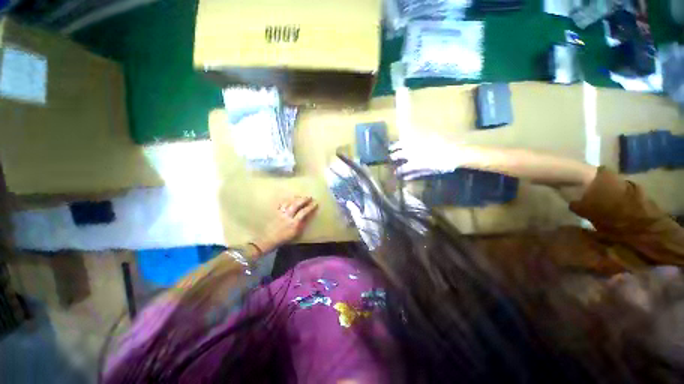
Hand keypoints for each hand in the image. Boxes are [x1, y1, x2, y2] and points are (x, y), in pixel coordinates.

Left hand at [253, 196, 317, 253]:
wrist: (269, 239)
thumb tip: (308, 216)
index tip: (315, 203)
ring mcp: (281, 213)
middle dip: (304, 200)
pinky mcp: (275, 212)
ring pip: (289, 202)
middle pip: (296, 204)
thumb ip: (302, 224)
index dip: (310, 207)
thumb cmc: (284, 238)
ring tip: (301, 197)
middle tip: (309, 197)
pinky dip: (287, 200)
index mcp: (294, 223)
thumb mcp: (296, 233)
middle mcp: (287, 216)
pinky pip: (281, 204)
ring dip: (296, 198)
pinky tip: (290, 199)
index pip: (304, 212)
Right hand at [390, 135, 463, 179]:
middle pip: (399, 154)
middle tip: (390, 157)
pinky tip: (402, 139)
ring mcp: (415, 143)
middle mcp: (412, 152)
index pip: (402, 168)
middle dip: (393, 156)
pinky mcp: (420, 136)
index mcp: (414, 162)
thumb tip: (405, 177)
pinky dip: (403, 138)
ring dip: (395, 146)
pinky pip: (409, 136)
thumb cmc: (442, 163)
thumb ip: (415, 173)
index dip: (398, 171)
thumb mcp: (428, 170)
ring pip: (401, 144)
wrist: (456, 149)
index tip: (394, 173)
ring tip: (391, 147)